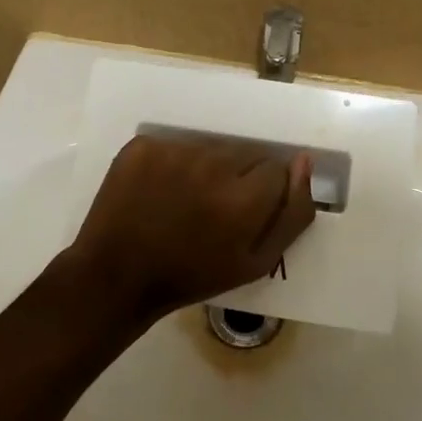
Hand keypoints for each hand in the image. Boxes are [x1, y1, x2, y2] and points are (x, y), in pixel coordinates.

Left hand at [63, 135, 316, 326]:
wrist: (117, 276)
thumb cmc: (192, 276)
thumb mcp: (256, 262)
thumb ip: (292, 213)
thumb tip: (304, 161)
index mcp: (243, 198)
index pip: (277, 169)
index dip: (263, 194)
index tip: (244, 213)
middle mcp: (212, 165)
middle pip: (245, 154)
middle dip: (239, 177)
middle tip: (215, 209)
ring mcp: (174, 151)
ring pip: (212, 148)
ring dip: (208, 169)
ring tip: (186, 200)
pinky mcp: (145, 145)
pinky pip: (177, 145)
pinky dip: (174, 164)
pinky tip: (162, 191)